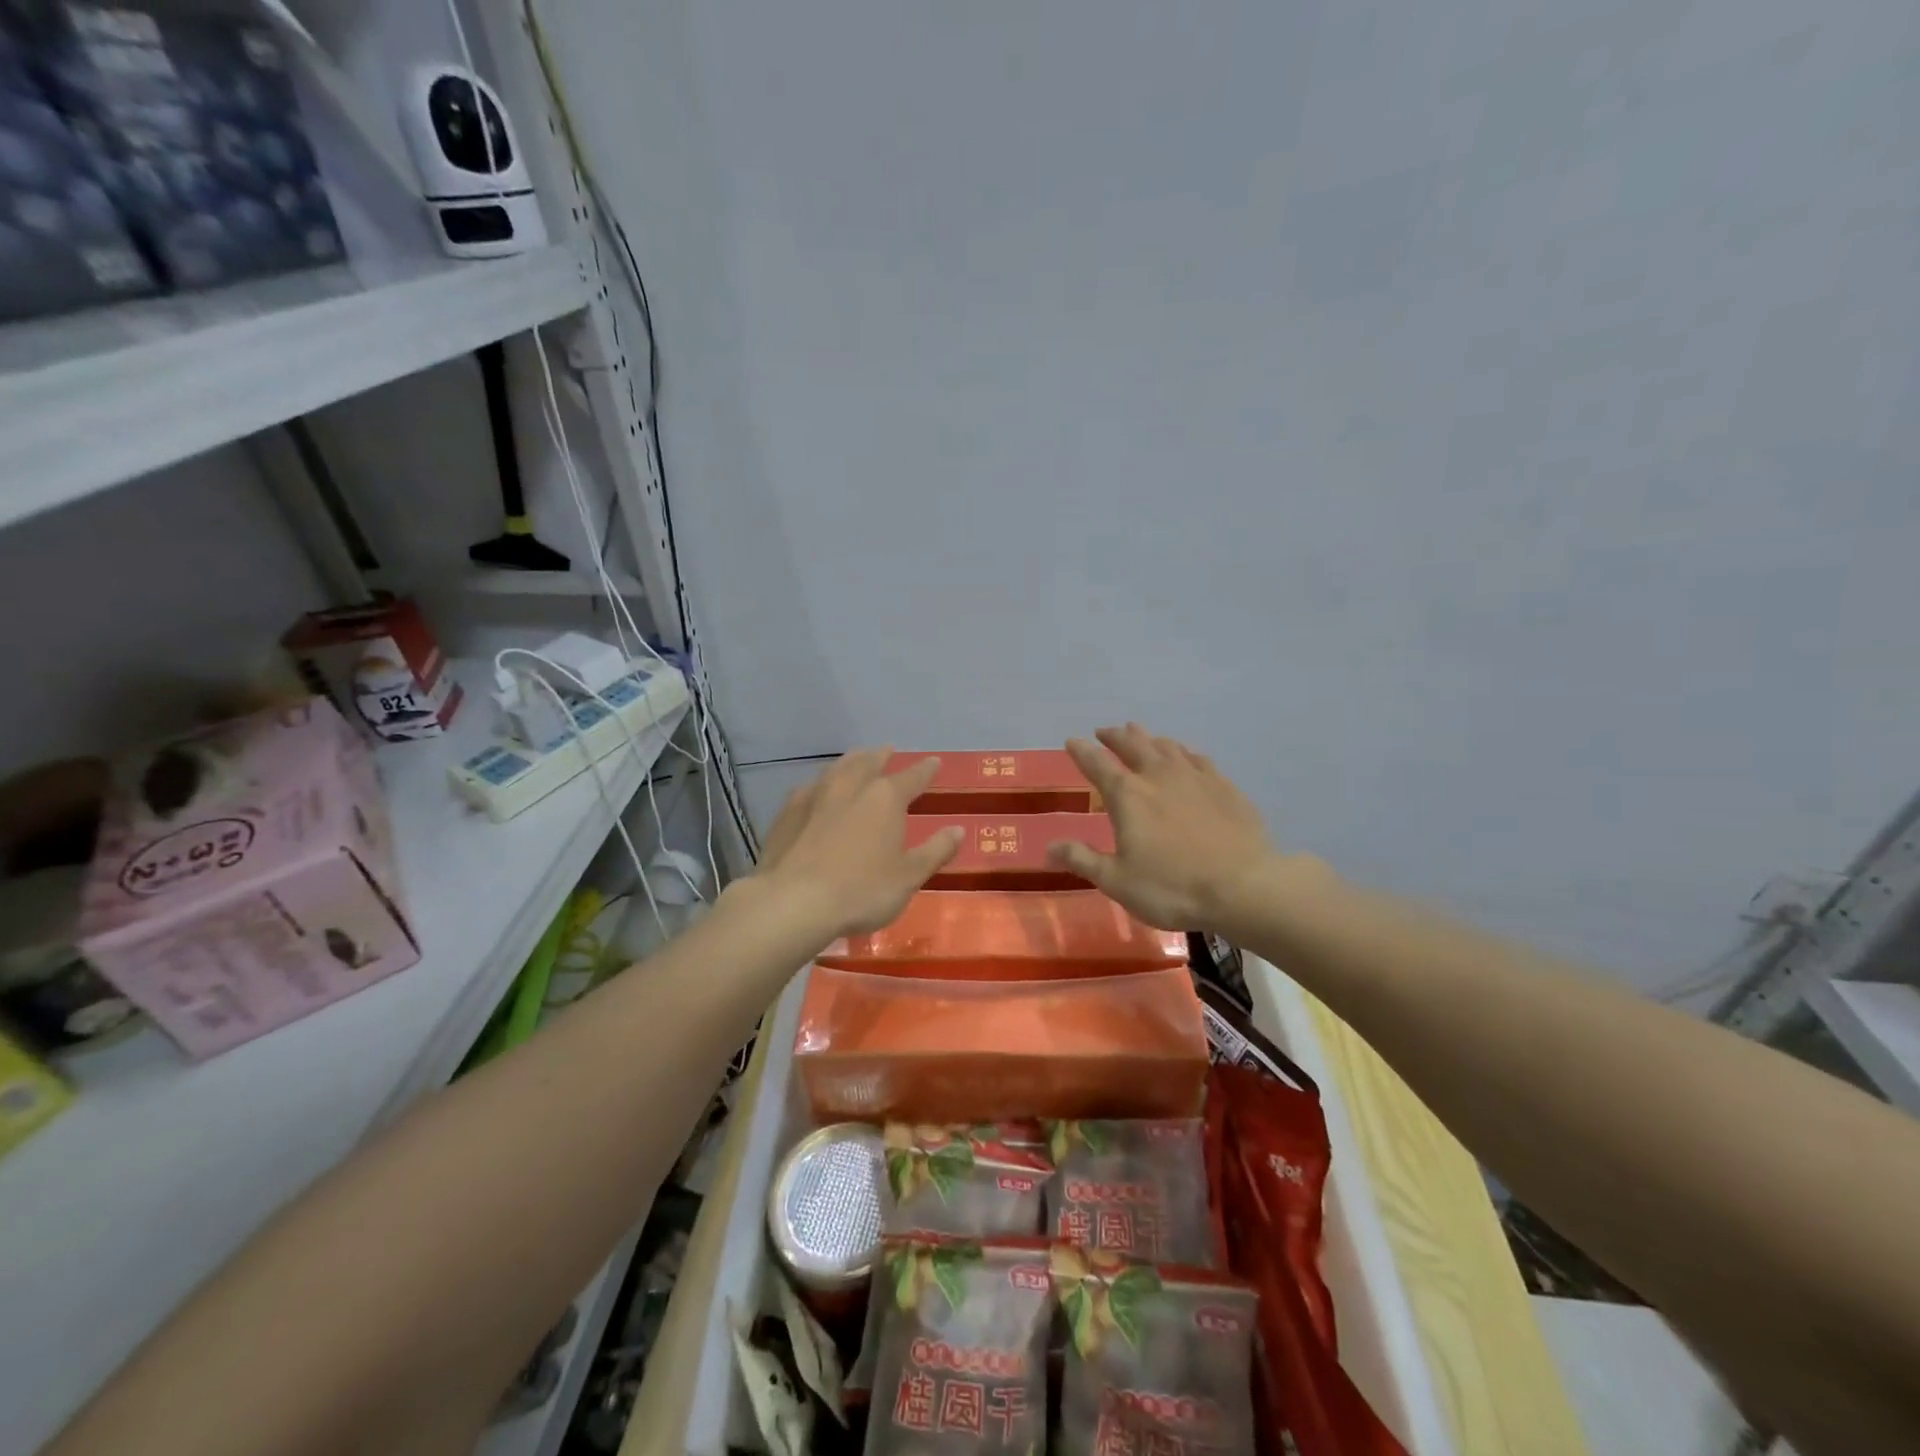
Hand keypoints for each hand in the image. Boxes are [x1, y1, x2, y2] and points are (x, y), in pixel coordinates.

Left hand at [753, 748, 963, 940]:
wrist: (792, 902)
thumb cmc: (861, 890)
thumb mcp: (908, 877)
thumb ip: (935, 851)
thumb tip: (958, 830)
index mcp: (885, 798)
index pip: (912, 777)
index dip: (925, 770)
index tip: (934, 762)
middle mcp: (850, 786)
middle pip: (869, 762)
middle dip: (882, 756)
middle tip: (888, 750)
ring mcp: (814, 796)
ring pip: (837, 768)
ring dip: (850, 762)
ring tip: (856, 760)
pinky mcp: (786, 812)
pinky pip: (809, 788)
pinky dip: (821, 785)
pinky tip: (816, 792)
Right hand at [1047, 724, 1278, 931]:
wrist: (1244, 887)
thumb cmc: (1172, 887)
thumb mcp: (1117, 881)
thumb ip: (1082, 859)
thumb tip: (1049, 847)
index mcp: (1128, 795)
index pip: (1096, 764)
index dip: (1081, 751)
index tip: (1072, 741)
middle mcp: (1158, 776)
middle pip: (1132, 744)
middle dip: (1115, 736)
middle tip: (1105, 731)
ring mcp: (1195, 777)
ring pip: (1166, 746)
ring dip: (1149, 738)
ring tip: (1141, 736)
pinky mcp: (1224, 786)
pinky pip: (1198, 758)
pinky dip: (1184, 753)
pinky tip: (1186, 756)